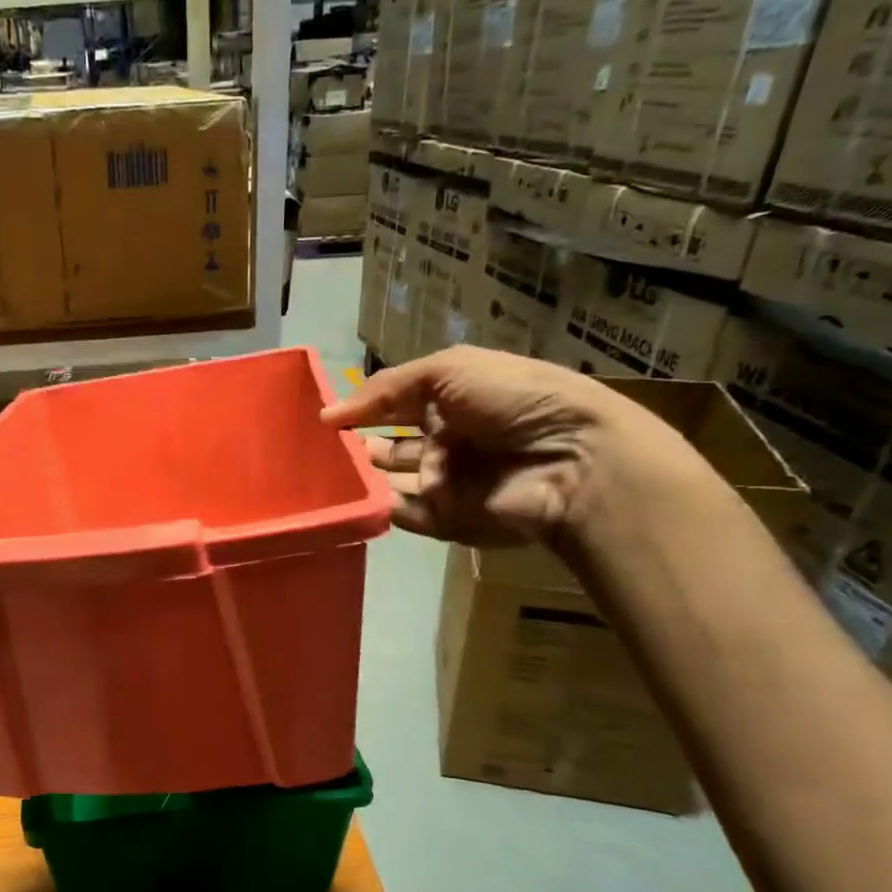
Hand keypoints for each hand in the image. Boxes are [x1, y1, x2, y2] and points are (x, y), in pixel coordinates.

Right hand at [321, 346, 666, 548]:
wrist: (571, 460)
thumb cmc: (513, 400)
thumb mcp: (449, 370)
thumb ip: (387, 388)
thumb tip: (328, 414)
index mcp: (455, 401)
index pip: (398, 404)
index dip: (364, 407)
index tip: (325, 417)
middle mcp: (448, 441)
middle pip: (390, 445)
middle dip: (358, 444)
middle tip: (320, 447)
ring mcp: (447, 484)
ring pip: (390, 480)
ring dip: (363, 475)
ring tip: (327, 469)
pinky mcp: (446, 520)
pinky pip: (401, 513)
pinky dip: (377, 505)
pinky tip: (350, 496)